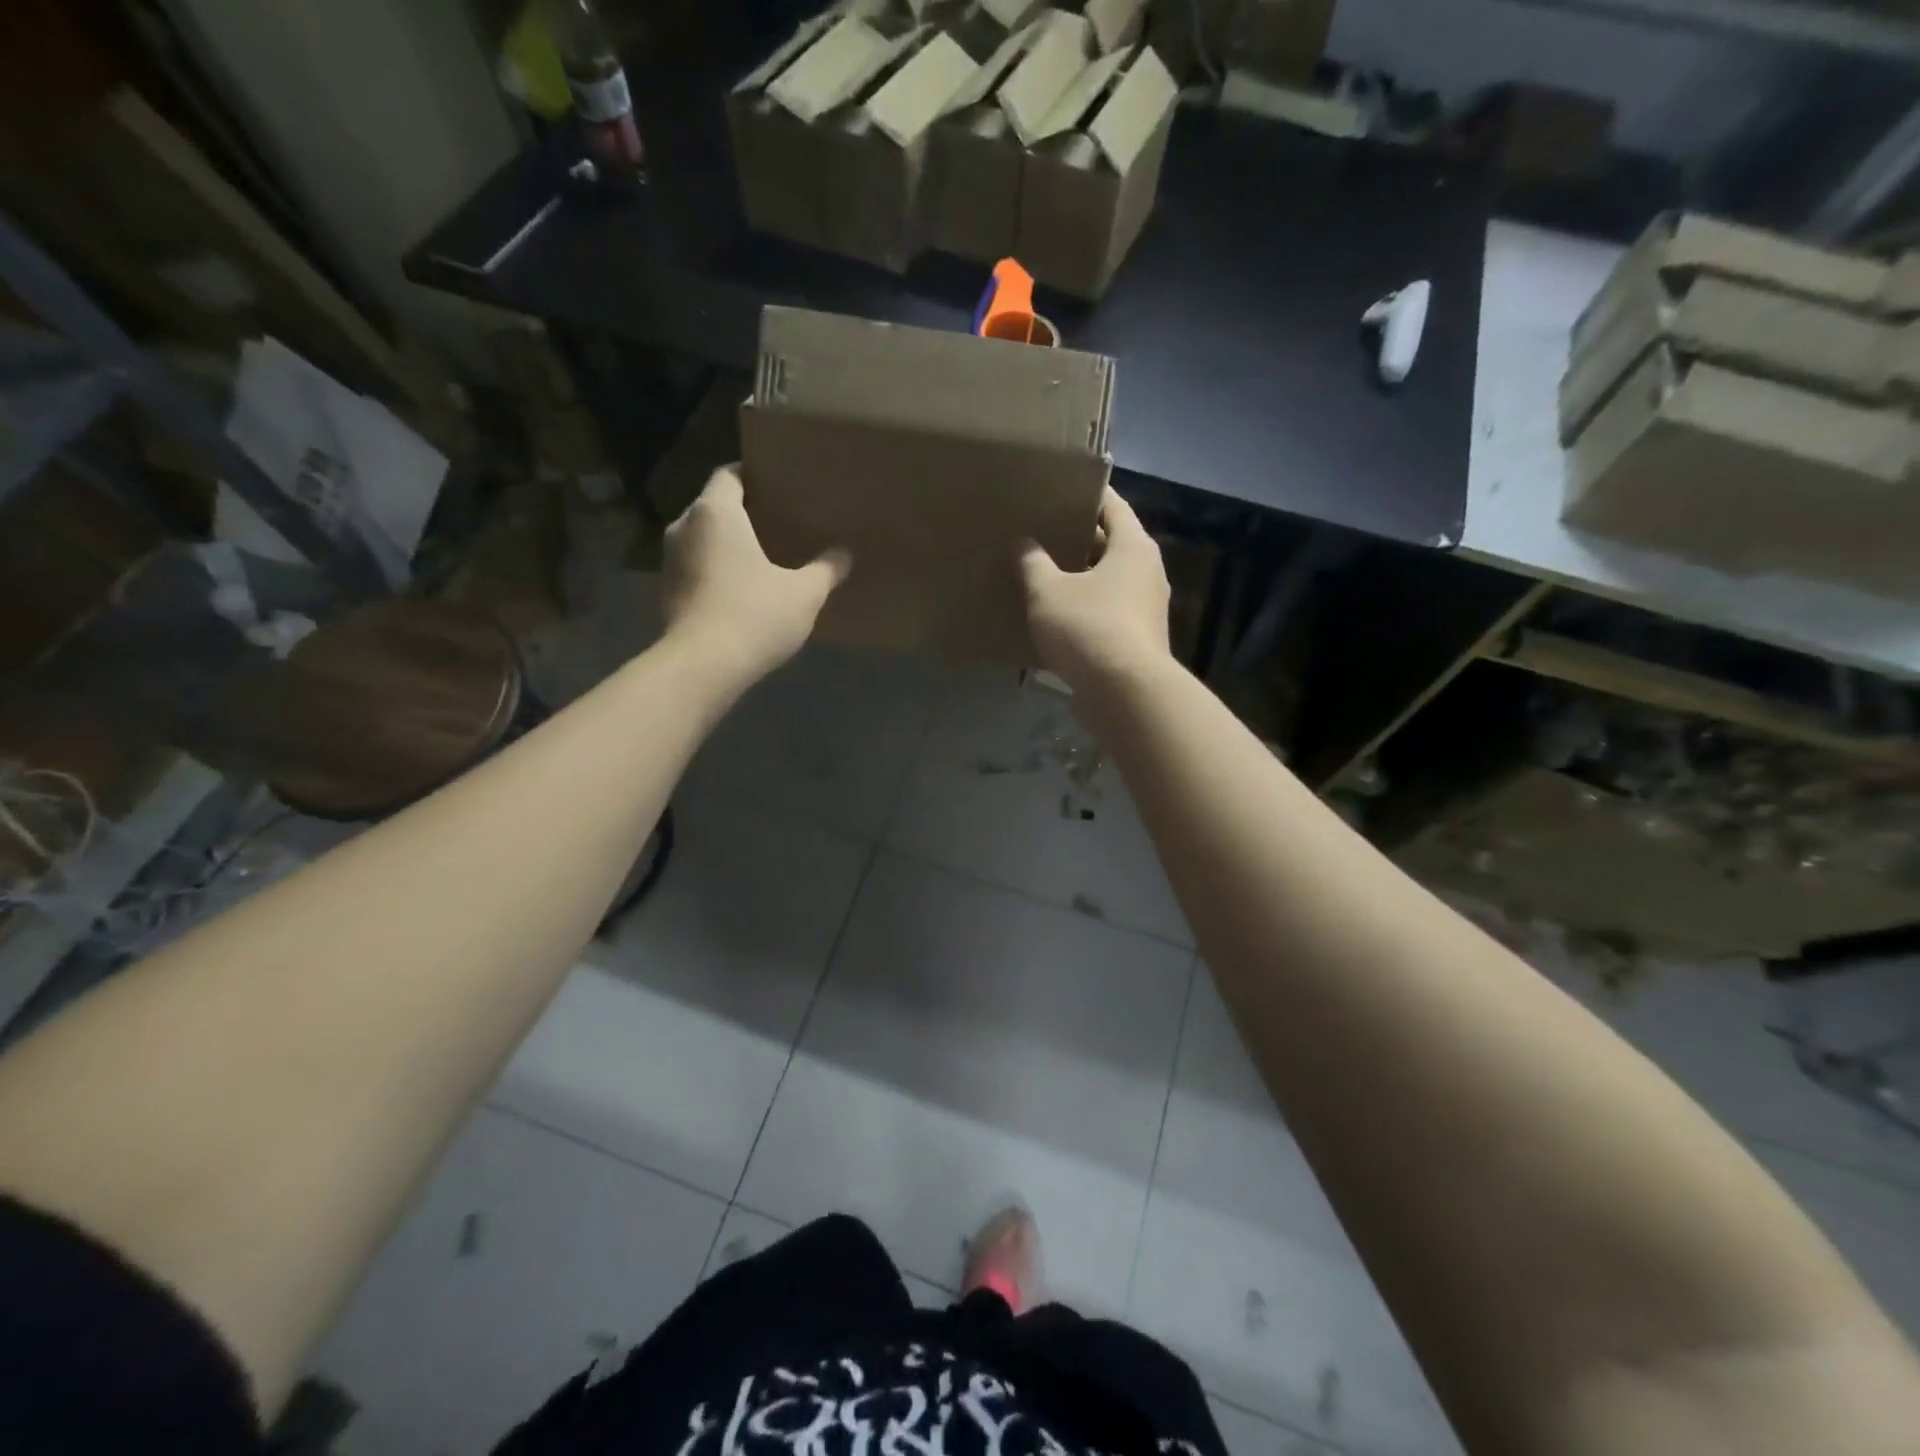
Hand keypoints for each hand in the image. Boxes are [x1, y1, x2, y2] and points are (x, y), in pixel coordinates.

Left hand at [663, 467, 850, 681]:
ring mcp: (669, 562)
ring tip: (759, 556)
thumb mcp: (804, 594)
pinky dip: (714, 571)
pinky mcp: (666, 593)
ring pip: (701, 539)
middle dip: (741, 512)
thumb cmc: (754, 615)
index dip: (752, 475)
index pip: (728, 475)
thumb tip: (846, 553)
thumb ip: (826, 569)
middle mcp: (684, 527)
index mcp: (716, 513)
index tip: (776, 485)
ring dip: (726, 544)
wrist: (702, 667)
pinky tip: (739, 589)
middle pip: (713, 506)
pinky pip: (694, 568)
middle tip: (775, 521)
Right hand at [1017, 487, 1171, 694]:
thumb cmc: (1089, 628)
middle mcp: (1148, 572)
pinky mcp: (1138, 640)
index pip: (1113, 506)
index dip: (1086, 496)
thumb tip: (1023, 543)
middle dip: (1079, 540)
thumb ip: (1033, 563)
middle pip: (1111, 545)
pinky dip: (1086, 609)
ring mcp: (1147, 608)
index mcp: (1133, 547)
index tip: (1060, 490)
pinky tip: (1056, 617)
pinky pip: (1108, 613)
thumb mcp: (1048, 591)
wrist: (1125, 694)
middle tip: (1042, 532)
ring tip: (1043, 574)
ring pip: (1109, 582)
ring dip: (1081, 578)